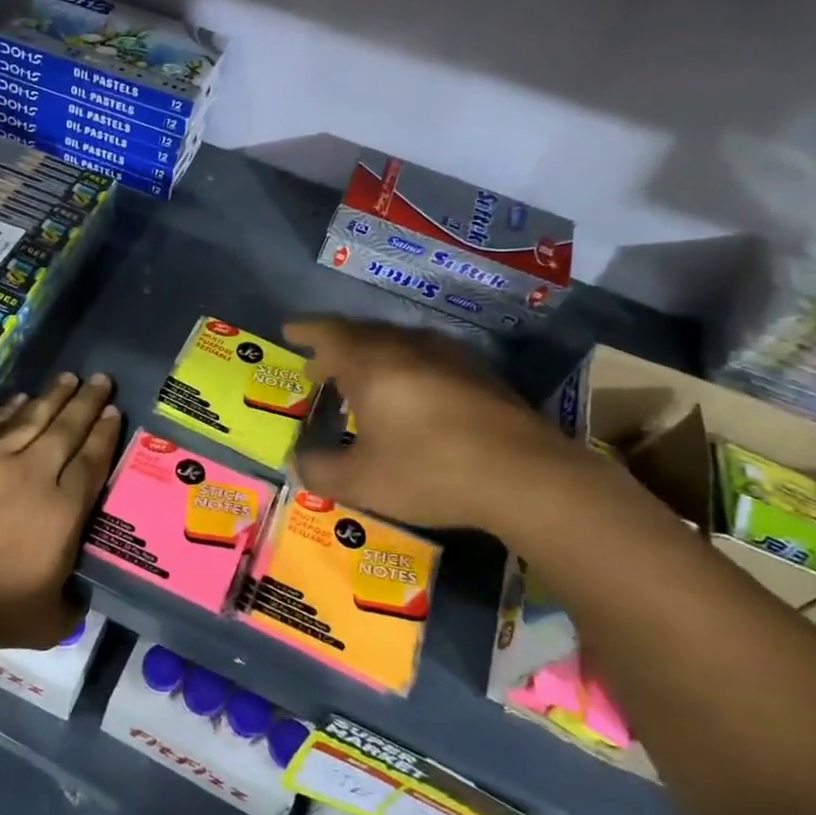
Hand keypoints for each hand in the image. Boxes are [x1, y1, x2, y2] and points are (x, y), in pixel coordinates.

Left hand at [0, 372, 122, 650]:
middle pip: (67, 429)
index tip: (114, 411)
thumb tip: (80, 593)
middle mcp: (34, 474)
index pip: (91, 461)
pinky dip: (9, 409)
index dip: (105, 433)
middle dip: (87, 402)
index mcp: (63, 509)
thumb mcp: (50, 621)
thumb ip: (72, 602)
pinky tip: (22, 398)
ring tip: (69, 378)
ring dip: (53, 396)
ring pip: (31, 418)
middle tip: (101, 379)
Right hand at [286, 317, 594, 531]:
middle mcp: (407, 347)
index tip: (288, 331)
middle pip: (361, 333)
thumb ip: (320, 471)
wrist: (527, 477)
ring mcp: (448, 356)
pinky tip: (408, 396)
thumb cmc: (430, 471)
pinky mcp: (479, 373)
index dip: (305, 331)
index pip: (328, 333)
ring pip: (396, 342)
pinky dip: (402, 367)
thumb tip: (298, 463)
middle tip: (318, 366)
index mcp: (371, 364)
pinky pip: (425, 356)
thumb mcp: (362, 483)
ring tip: (359, 381)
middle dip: (334, 347)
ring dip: (370, 356)